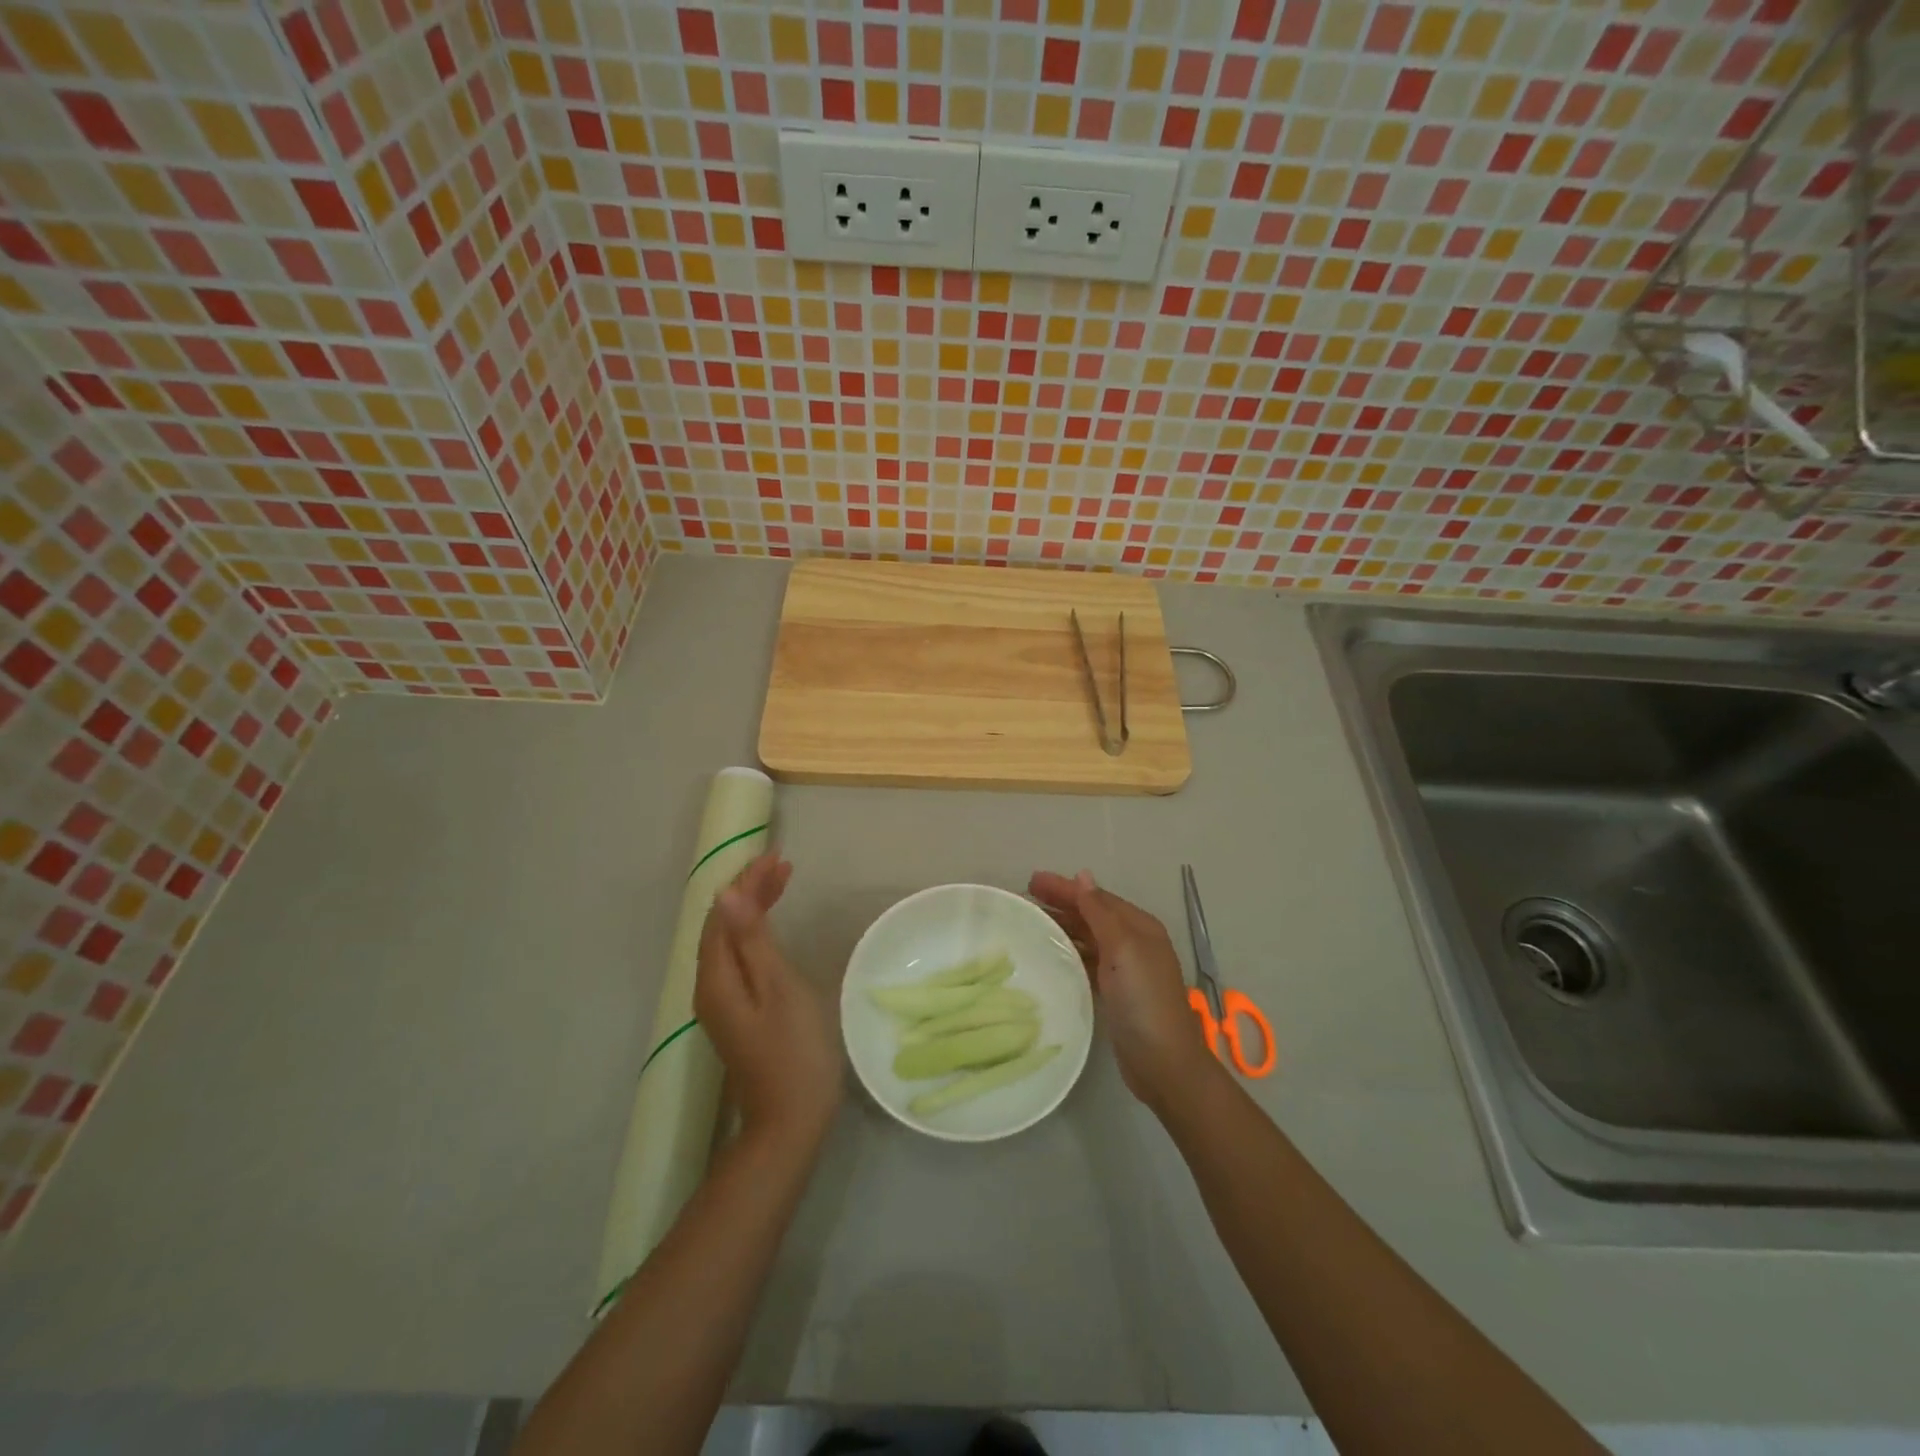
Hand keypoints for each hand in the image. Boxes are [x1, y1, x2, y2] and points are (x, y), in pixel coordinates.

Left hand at [694, 854, 841, 1151]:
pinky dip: (755, 933)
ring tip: (782, 883)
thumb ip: (752, 941)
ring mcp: (722, 1003)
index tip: (777, 859)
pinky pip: (739, 958)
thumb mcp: (778, 988)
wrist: (790, 1122)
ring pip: (730, 940)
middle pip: (723, 925)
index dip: (746, 883)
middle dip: (750, 891)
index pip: (723, 915)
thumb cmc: (793, 1051)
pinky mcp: (737, 1013)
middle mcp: (710, 987)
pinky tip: (771, 929)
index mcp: (716, 978)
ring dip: (753, 908)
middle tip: (783, 866)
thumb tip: (728, 895)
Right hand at [1028, 869, 1213, 1111]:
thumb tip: (1084, 875)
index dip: (1065, 888)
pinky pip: (1087, 961)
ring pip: (1088, 937)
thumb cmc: (1143, 999)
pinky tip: (1049, 955)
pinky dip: (1069, 952)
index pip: (1096, 898)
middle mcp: (1134, 942)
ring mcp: (1125, 969)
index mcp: (1139, 926)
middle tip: (1025, 896)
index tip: (1031, 880)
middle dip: (1061, 903)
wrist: (1163, 1062)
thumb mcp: (1123, 948)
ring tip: (1030, 922)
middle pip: (1091, 915)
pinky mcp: (1115, 992)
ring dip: (1062, 927)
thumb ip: (1100, 912)